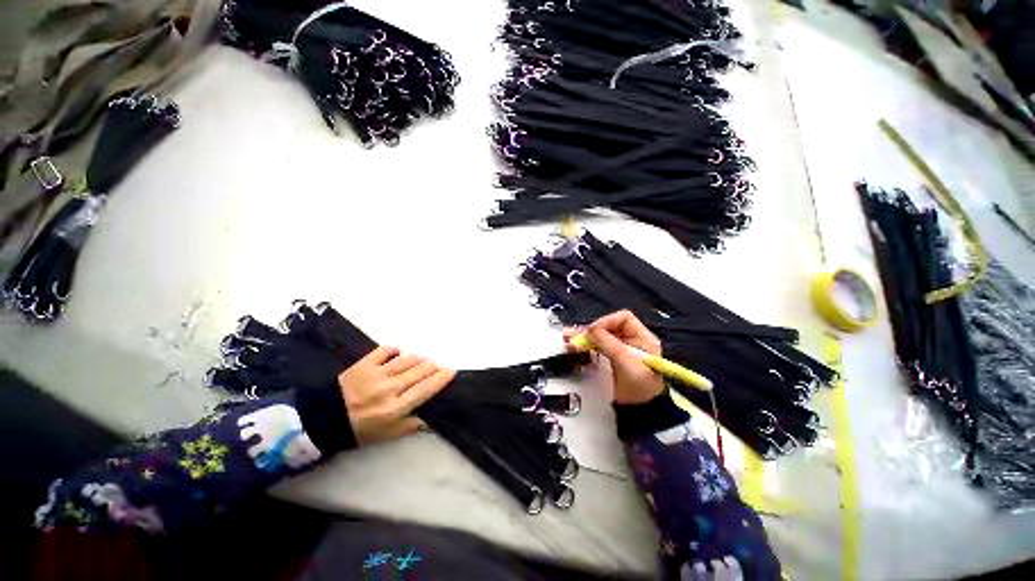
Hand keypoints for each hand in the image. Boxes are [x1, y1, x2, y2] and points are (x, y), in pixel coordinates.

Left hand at [338, 346, 454, 445]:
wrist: (324, 418)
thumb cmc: (360, 429)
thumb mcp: (387, 435)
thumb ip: (411, 425)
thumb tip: (432, 418)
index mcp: (396, 408)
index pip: (426, 389)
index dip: (441, 378)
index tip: (451, 371)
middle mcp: (390, 388)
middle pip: (420, 371)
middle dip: (432, 367)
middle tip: (436, 367)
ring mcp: (377, 373)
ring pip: (408, 359)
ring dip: (418, 359)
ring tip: (421, 361)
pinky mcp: (365, 363)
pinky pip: (386, 350)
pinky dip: (395, 350)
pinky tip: (398, 354)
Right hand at [564, 310, 663, 404]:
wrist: (641, 411)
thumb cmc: (640, 386)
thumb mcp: (626, 362)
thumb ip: (608, 343)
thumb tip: (589, 329)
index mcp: (642, 337)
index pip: (623, 318)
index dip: (607, 321)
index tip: (593, 331)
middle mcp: (630, 339)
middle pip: (608, 326)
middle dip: (591, 330)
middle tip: (574, 334)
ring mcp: (619, 348)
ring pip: (599, 336)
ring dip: (583, 336)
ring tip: (567, 337)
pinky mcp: (609, 357)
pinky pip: (595, 346)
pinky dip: (583, 345)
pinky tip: (571, 345)